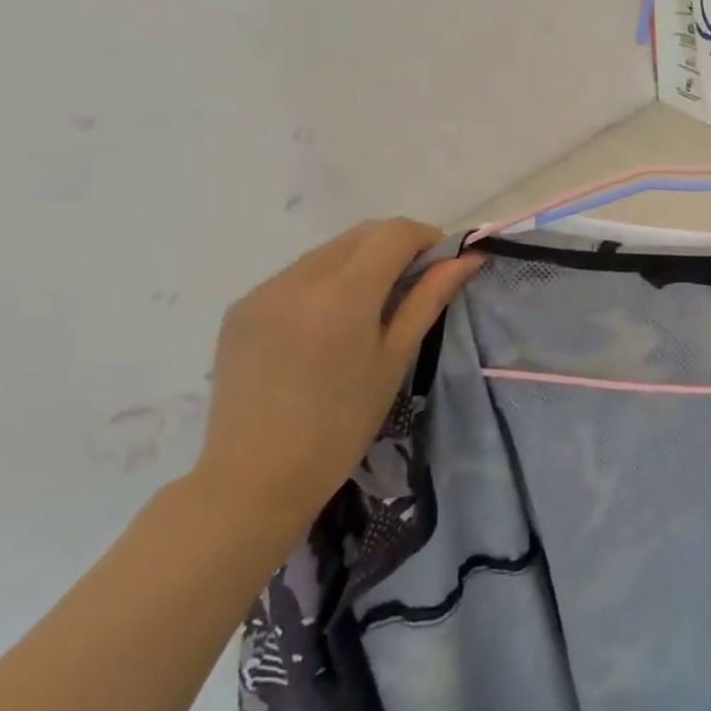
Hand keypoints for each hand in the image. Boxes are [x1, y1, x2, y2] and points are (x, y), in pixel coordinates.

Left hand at [190, 219, 480, 539]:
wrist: (254, 478)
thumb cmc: (341, 425)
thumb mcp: (395, 358)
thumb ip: (428, 299)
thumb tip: (468, 258)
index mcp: (342, 294)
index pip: (394, 233)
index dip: (427, 239)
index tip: (442, 267)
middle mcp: (298, 279)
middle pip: (362, 234)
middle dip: (396, 247)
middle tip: (415, 286)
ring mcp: (263, 291)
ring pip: (330, 251)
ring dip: (361, 262)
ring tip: (370, 309)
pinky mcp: (241, 307)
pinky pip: (297, 274)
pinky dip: (326, 281)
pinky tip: (328, 325)